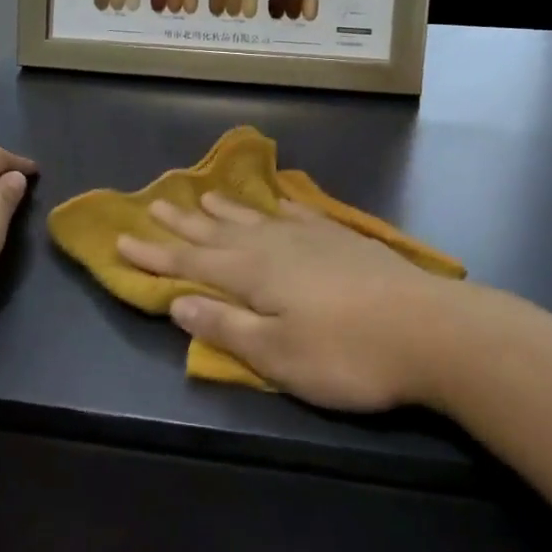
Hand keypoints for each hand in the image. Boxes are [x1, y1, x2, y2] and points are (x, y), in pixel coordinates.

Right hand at [116, 194, 462, 411]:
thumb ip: (226, 326)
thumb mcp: (277, 355)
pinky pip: (300, 215)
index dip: (155, 254)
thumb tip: (177, 302)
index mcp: (252, 274)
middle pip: (218, 232)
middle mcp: (275, 246)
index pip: (190, 262)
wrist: (430, 331)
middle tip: (154, 202)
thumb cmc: (346, 353)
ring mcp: (311, 238)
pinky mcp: (343, 240)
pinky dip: (282, 207)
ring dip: (226, 210)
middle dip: (183, 223)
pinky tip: (279, 202)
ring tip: (203, 196)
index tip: (122, 240)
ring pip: (256, 218)